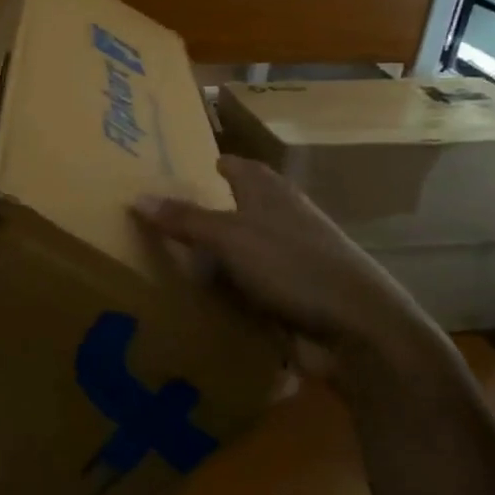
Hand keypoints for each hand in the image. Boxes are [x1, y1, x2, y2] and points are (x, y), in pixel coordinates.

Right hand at [133, 156, 443, 375]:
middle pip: (245, 208)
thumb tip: (137, 197)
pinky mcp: (295, 299)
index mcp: (273, 196)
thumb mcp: (230, 237)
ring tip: (175, 259)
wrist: (358, 329)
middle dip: (215, 209)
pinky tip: (204, 301)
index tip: (197, 165)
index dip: (222, 164)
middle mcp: (284, 223)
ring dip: (219, 256)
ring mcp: (293, 263)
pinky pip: (251, 289)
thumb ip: (185, 219)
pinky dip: (230, 292)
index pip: (245, 169)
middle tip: (169, 215)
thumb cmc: (293, 265)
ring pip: (247, 251)